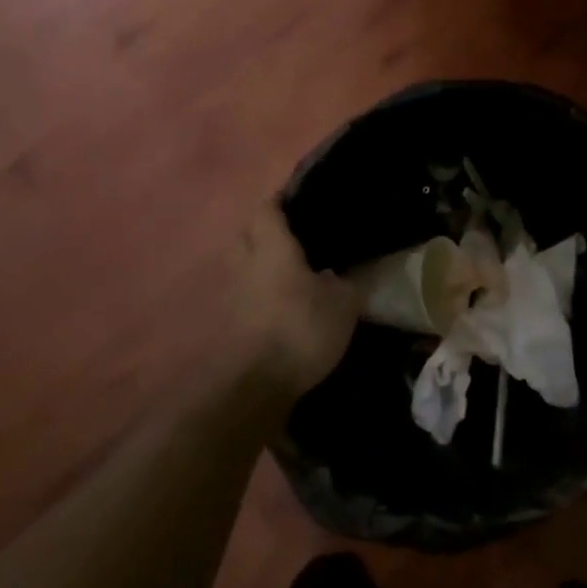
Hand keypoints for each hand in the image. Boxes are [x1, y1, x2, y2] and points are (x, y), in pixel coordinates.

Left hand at [229, 202, 366, 400]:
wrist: (255, 387)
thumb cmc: (300, 329)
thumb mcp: (343, 303)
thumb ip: (351, 279)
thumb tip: (357, 266)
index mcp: (272, 246)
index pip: (268, 207)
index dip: (284, 200)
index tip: (307, 201)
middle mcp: (246, 262)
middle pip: (250, 232)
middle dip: (270, 230)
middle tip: (302, 236)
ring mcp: (232, 294)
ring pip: (245, 264)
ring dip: (263, 264)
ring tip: (296, 271)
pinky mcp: (229, 322)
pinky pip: (245, 293)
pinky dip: (261, 292)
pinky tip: (284, 303)